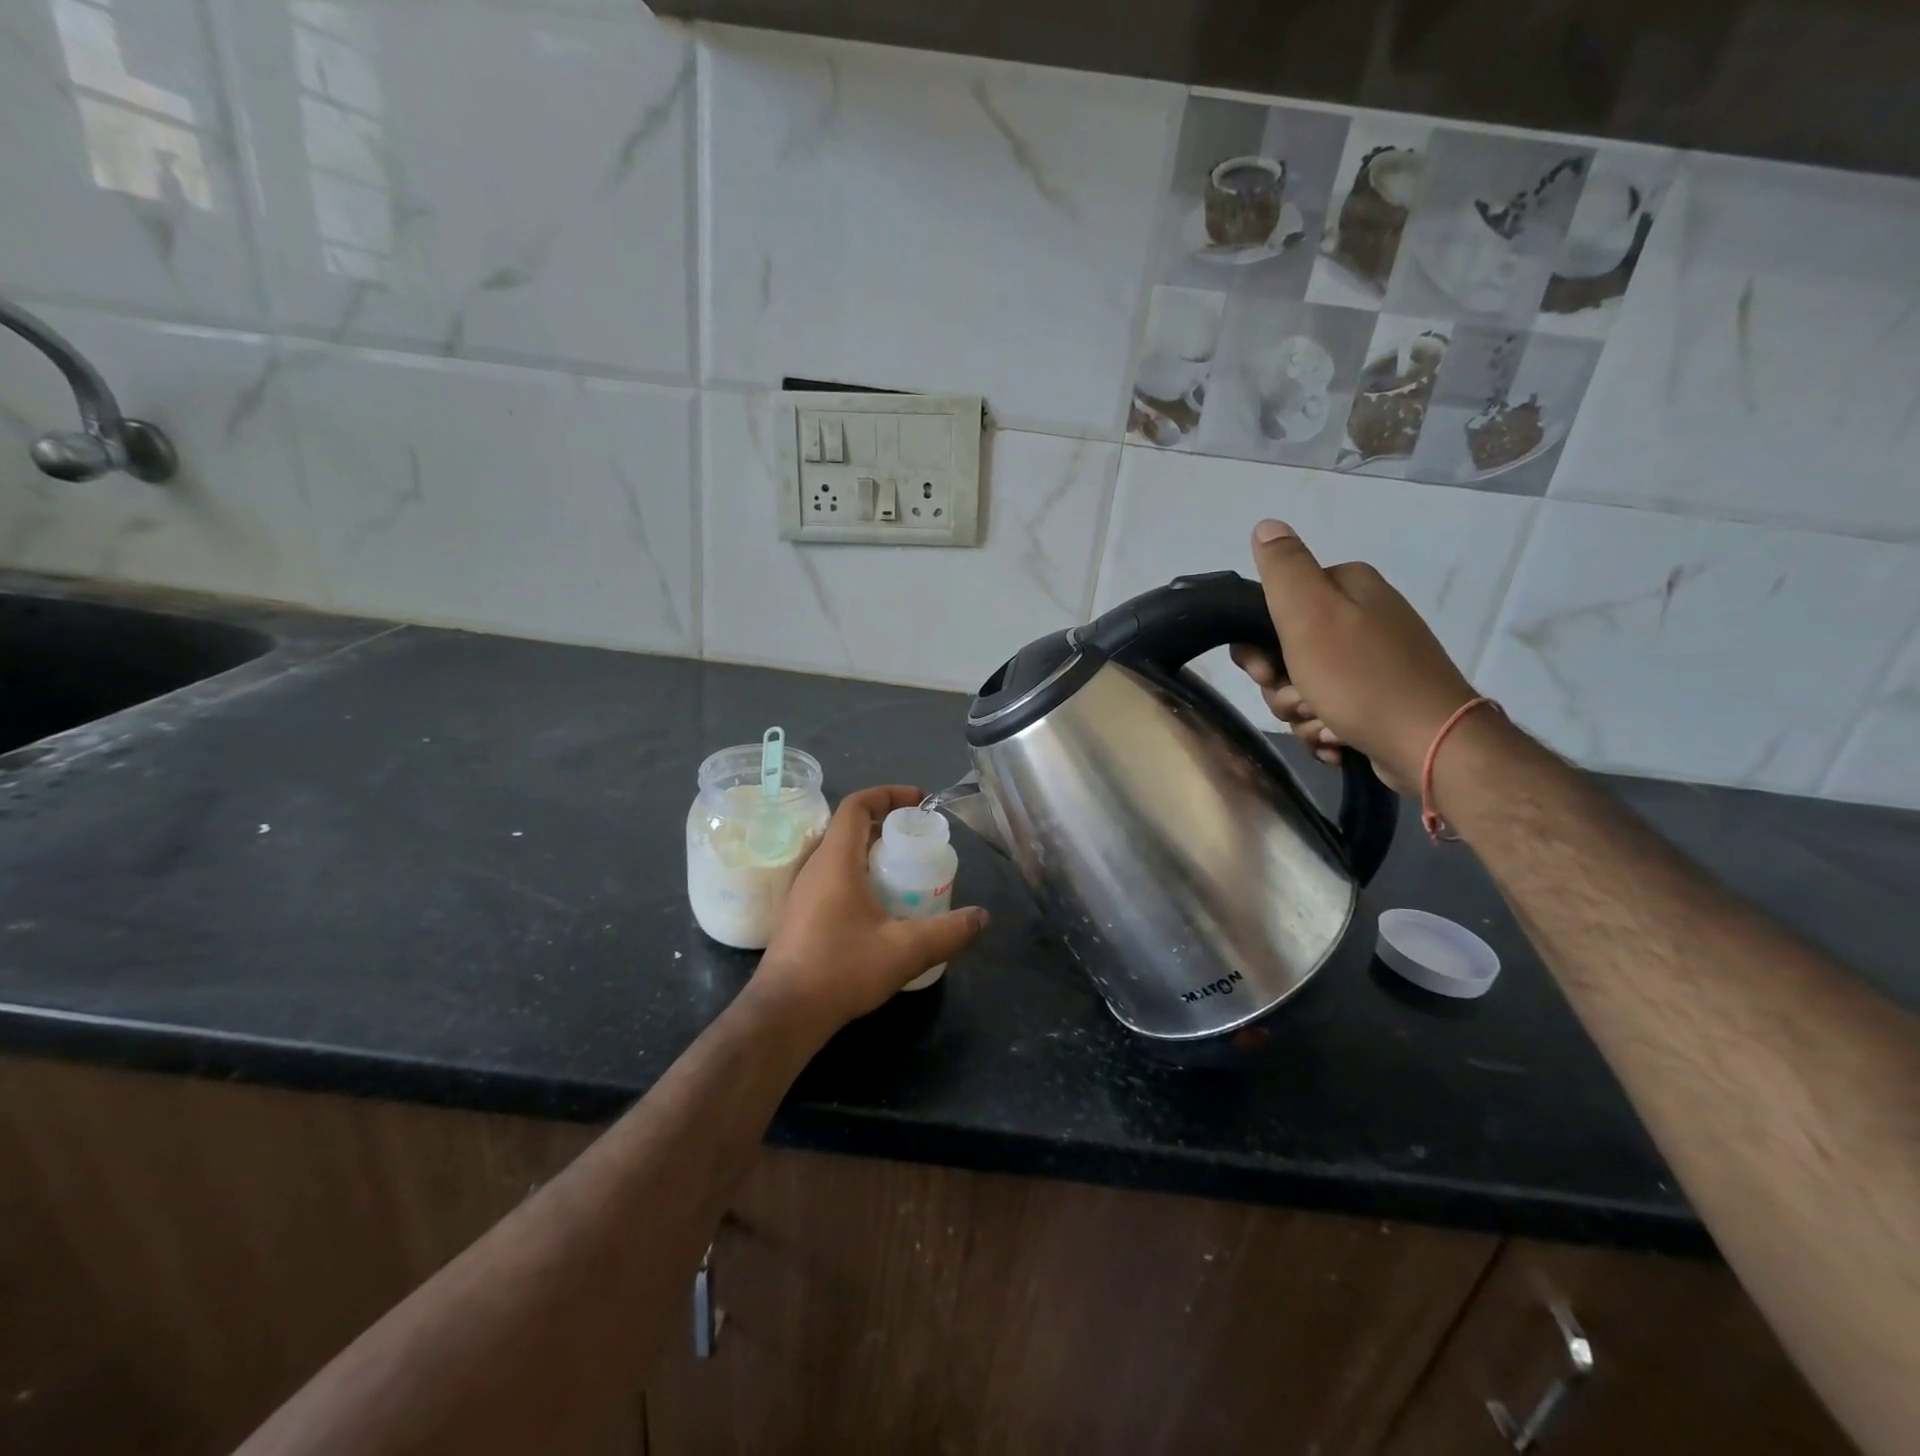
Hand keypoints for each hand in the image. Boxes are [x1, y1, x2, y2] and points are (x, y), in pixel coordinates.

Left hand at [756, 785, 988, 1031]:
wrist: (784, 1014)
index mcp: (836, 860)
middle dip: (887, 826)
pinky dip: (859, 876)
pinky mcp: (800, 915)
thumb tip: (982, 917)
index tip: (919, 801)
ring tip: (905, 872)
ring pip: (840, 855)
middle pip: (850, 827)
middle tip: (919, 842)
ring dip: (872, 854)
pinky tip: (881, 908)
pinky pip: (832, 878)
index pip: (857, 805)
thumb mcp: (905, 950)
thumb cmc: (842, 969)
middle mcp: (815, 867)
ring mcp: (802, 892)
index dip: (888, 794)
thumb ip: (948, 932)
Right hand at [1229, 520, 1476, 792]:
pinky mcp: (1378, 701)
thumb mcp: (1310, 614)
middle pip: (1286, 654)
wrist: (1431, 745)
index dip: (1258, 647)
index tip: (1265, 672)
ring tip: (1326, 725)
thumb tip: (1265, 525)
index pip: (1273, 610)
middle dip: (1283, 687)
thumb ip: (1283, 568)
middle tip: (1301, 700)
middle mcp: (1362, 617)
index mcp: (1347, 588)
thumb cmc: (1361, 678)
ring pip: (1303, 688)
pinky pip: (1328, 713)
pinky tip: (1337, 739)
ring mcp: (1372, 662)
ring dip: (1303, 713)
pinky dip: (1325, 730)